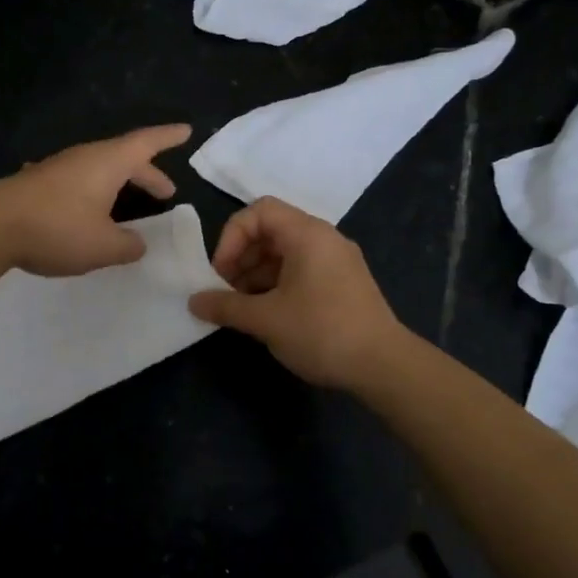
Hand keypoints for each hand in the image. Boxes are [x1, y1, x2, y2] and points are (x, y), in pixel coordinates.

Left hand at [0, 124, 192, 276]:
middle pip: (124, 158)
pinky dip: (91, 193)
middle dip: (148, 175)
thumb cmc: (57, 229)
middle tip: (166, 192)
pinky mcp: (36, 184)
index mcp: (108, 163)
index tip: (186, 131)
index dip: (169, 137)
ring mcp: (57, 168)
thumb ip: (128, 245)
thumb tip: (138, 244)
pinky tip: (83, 209)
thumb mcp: (103, 246)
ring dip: (118, 184)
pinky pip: (76, 182)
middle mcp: (84, 158)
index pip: (147, 142)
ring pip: (98, 170)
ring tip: (126, 204)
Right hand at [189, 198, 404, 387]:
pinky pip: (302, 270)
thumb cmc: (321, 332)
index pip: (259, 211)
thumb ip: (225, 306)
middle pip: (271, 231)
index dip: (231, 237)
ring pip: (285, 253)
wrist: (384, 365)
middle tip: (225, 292)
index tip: (221, 272)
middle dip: (241, 258)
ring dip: (256, 275)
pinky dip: (278, 285)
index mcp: (307, 234)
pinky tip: (267, 315)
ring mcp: (337, 261)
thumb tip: (193, 302)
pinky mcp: (343, 283)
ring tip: (242, 309)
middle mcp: (324, 239)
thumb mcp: (266, 320)